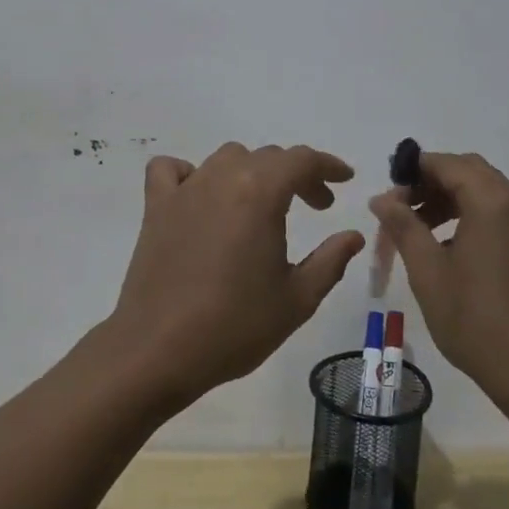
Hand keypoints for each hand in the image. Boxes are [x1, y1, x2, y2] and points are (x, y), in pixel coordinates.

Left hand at [108, 143, 364, 408]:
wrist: (159, 351)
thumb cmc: (235, 326)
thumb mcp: (297, 300)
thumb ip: (330, 261)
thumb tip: (352, 236)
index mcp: (260, 193)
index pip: (301, 160)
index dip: (328, 166)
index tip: (344, 180)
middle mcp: (222, 178)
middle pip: (267, 157)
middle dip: (298, 175)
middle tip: (316, 206)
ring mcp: (185, 189)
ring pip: (226, 158)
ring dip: (253, 171)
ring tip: (263, 204)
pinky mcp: (156, 206)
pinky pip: (171, 170)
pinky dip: (190, 173)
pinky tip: (201, 197)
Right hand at [369, 152, 508, 403]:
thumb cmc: (476, 320)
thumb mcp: (428, 271)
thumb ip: (403, 226)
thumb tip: (381, 198)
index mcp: (492, 201)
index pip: (446, 163)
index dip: (412, 171)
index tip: (386, 196)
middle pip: (467, 171)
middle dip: (429, 183)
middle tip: (399, 209)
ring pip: (482, 190)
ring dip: (447, 199)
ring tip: (415, 229)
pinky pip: (496, 211)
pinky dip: (467, 214)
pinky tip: (445, 247)